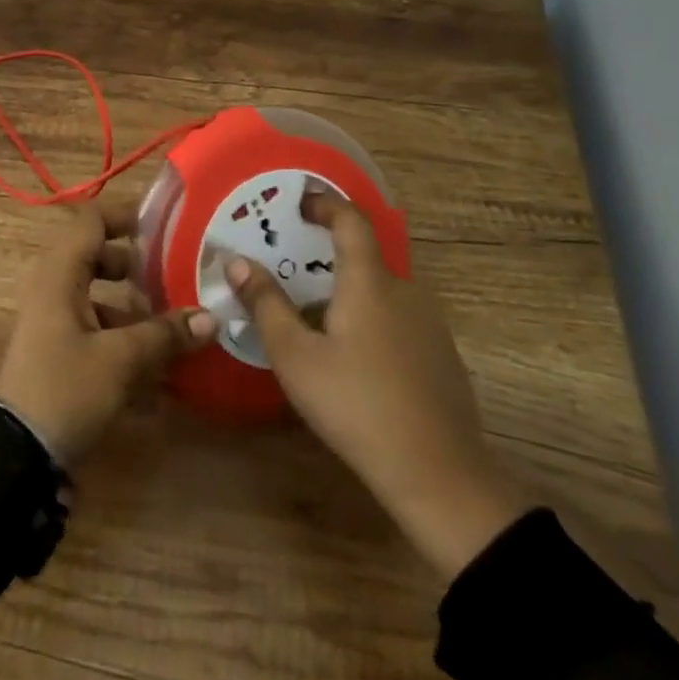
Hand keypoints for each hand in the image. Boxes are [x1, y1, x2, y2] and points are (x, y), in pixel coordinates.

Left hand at [0, 202, 216, 464]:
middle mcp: (51, 286)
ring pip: (96, 294)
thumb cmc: (65, 389)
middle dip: (135, 264)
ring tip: (171, 325)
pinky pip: (91, 326)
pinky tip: (153, 370)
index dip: (125, 216)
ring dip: (131, 306)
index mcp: (59, 272)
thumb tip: (210, 317)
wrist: (15, 454)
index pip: (91, 220)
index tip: (163, 226)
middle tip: (172, 274)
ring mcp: (50, 318)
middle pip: (96, 255)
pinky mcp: (55, 348)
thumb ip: (164, 335)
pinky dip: (120, 336)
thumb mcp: (120, 360)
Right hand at [225, 193, 524, 579]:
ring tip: (315, 316)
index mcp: (370, 281)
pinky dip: (371, 318)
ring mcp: (430, 325)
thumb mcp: (296, 356)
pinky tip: (352, 357)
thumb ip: (266, 304)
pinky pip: (399, 319)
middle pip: (365, 257)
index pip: (351, 220)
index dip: (325, 203)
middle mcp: (405, 291)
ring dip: (349, 291)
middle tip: (293, 269)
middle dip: (328, 256)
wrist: (440, 477)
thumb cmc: (357, 405)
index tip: (300, 201)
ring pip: (382, 291)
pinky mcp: (442, 357)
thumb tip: (237, 261)